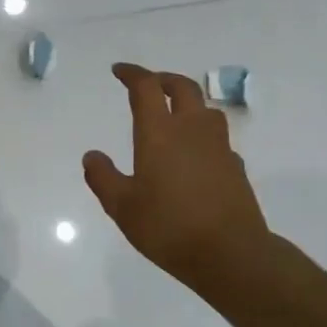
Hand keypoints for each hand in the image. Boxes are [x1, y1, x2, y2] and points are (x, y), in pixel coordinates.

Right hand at [83, 64, 276, 298]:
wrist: (231, 255)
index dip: (132, 74)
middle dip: (163, 79)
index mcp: (160, 133)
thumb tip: (92, 156)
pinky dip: (202, 135)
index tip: (119, 71)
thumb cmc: (169, 227)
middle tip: (148, 83)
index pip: (146, 88)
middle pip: (183, 87)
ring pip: (206, 110)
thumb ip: (103, 178)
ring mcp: (219, 147)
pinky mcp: (235, 167)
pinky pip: (217, 139)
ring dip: (188, 103)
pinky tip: (194, 155)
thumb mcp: (122, 206)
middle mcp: (192, 130)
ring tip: (173, 115)